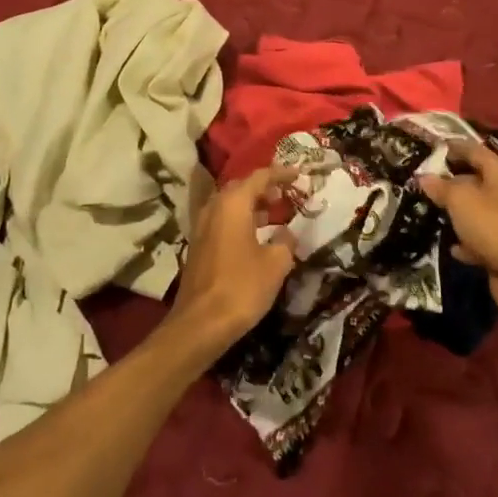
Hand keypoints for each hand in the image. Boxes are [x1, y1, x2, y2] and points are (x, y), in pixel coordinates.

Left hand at [166, 166, 297, 355]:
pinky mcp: (198, 246)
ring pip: (229, 205)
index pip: (259, 177)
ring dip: (251, 205)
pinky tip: (255, 237)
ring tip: (275, 214)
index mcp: (233, 204)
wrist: (201, 322)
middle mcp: (214, 208)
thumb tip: (287, 234)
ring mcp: (202, 227)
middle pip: (240, 188)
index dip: (281, 174)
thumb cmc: (242, 287)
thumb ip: (285, 241)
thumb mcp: (276, 263)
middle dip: (264, 188)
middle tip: (286, 195)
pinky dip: (240, 221)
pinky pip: (222, 221)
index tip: (299, 175)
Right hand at [418, 141, 497, 319]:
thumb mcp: (459, 199)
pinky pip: (480, 237)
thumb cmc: (491, 225)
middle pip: (475, 179)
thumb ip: (441, 186)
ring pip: (476, 209)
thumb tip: (424, 177)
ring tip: (431, 209)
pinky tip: (452, 246)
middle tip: (423, 180)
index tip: (430, 147)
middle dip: (451, 180)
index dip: (452, 146)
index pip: (474, 150)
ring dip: (457, 211)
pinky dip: (466, 240)